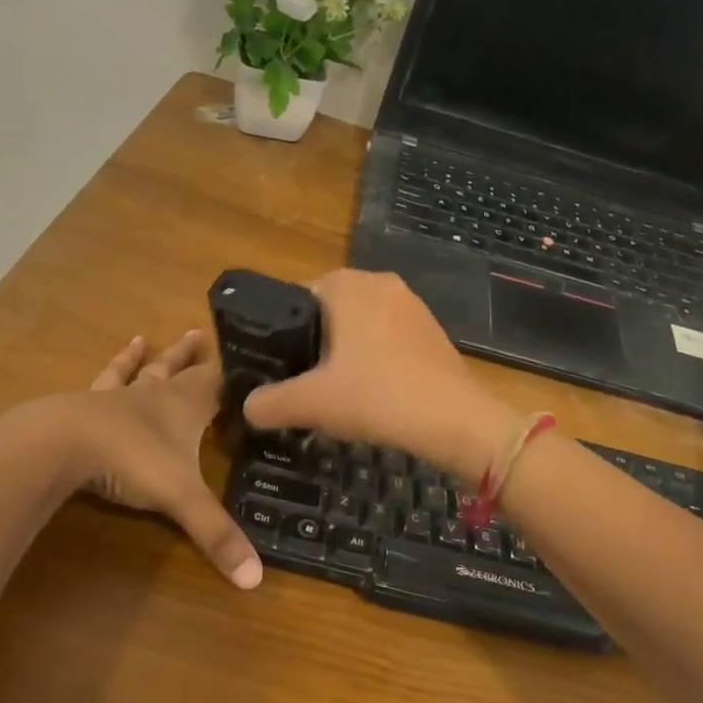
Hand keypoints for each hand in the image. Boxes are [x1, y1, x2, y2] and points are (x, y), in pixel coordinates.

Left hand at [72, 329, 261, 589]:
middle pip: (179, 370)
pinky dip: (109, 370)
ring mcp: (117, 398)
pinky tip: (103, 366)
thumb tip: (256, 579)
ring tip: (144, 339)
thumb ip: (217, 535)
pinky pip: (101, 383)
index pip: (218, 383)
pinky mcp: (85, 407)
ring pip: (137, 372)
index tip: (251, 361)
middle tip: (199, 335)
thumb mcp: (182, 498)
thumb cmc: (131, 460)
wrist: (62, 443)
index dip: (234, 375)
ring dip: (146, 358)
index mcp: (185, 407)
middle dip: (191, 357)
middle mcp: (155, 395)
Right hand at [242, 270, 518, 481]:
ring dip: (344, 356)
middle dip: (313, 347)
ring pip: (359, 328)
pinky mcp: (432, 330)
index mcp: (346, 284)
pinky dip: (374, 362)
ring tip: (335, 395)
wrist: (455, 420)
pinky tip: (372, 395)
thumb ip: (270, 403)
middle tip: (303, 386)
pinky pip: (388, 340)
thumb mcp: (311, 402)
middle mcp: (380, 282)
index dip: (280, 335)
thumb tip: (248, 408)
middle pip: (327, 314)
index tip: (277, 369)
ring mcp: (412, 305)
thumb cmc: (376, 396)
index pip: (295, 298)